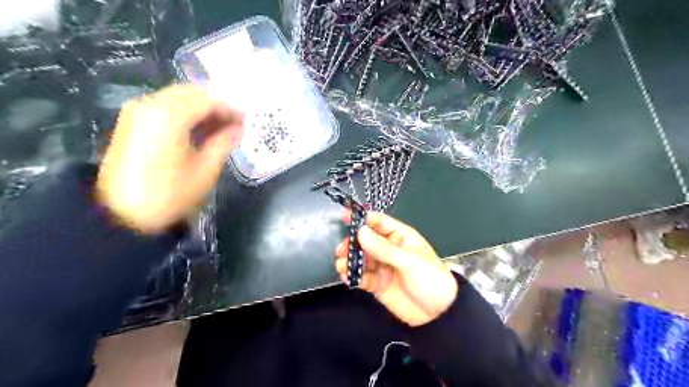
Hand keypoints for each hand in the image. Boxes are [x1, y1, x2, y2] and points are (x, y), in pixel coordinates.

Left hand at [96, 82, 242, 231]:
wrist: (121, 214)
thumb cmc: (169, 194)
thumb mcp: (205, 170)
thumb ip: (224, 142)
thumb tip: (239, 128)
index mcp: (169, 115)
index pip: (208, 99)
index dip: (230, 109)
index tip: (246, 121)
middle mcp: (150, 104)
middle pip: (191, 93)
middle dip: (216, 106)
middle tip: (235, 124)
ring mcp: (137, 110)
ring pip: (178, 98)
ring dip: (201, 109)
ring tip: (220, 129)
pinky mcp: (132, 121)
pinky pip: (165, 106)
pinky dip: (185, 114)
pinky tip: (198, 131)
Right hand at [335, 212, 455, 325]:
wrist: (438, 314)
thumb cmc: (430, 279)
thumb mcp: (409, 261)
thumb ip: (383, 248)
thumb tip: (360, 232)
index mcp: (400, 237)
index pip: (378, 222)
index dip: (362, 218)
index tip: (345, 217)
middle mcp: (388, 249)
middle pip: (365, 240)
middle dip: (352, 243)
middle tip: (342, 250)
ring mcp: (382, 267)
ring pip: (361, 259)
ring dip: (350, 260)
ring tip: (342, 265)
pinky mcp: (377, 284)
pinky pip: (362, 277)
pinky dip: (353, 276)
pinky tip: (347, 277)